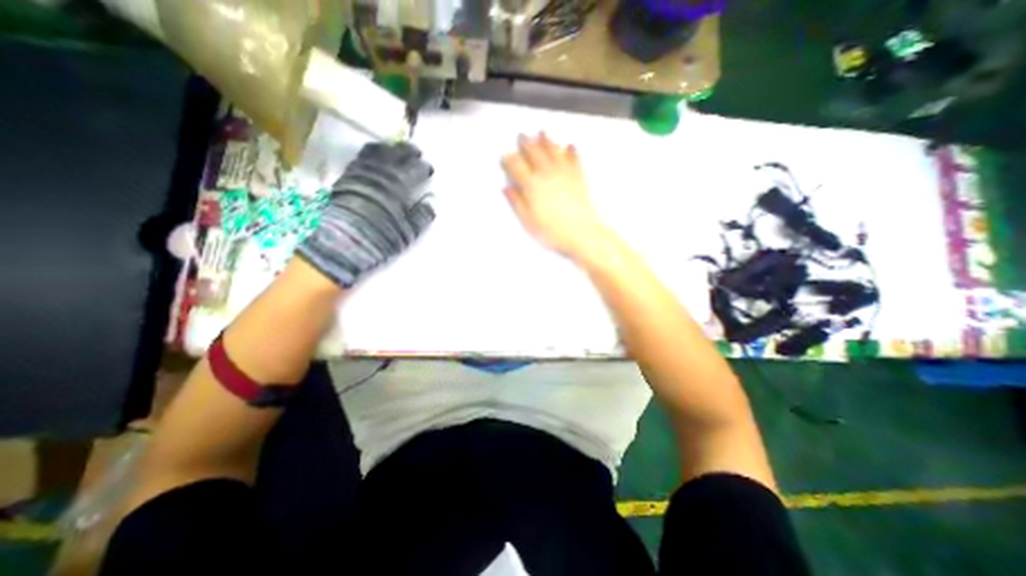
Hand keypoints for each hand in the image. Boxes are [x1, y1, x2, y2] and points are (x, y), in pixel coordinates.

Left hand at [297, 142, 432, 284]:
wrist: (342, 242)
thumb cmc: (380, 238)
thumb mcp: (407, 233)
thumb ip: (421, 216)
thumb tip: (431, 202)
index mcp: (399, 187)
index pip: (415, 170)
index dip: (424, 167)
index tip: (429, 168)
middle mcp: (382, 174)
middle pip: (397, 154)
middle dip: (408, 151)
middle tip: (416, 152)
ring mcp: (362, 172)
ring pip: (378, 151)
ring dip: (390, 149)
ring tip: (396, 150)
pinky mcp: (347, 176)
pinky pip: (361, 156)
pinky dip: (372, 153)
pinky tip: (375, 155)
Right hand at [503, 133, 612, 257]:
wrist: (581, 234)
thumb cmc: (552, 231)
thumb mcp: (528, 221)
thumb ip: (516, 202)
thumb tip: (506, 188)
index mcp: (532, 185)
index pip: (516, 166)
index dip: (509, 159)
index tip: (505, 156)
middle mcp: (547, 174)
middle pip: (534, 153)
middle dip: (526, 143)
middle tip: (522, 136)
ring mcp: (564, 174)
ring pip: (554, 151)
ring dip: (547, 140)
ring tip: (542, 132)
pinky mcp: (578, 178)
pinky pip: (574, 159)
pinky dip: (571, 151)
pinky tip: (569, 146)